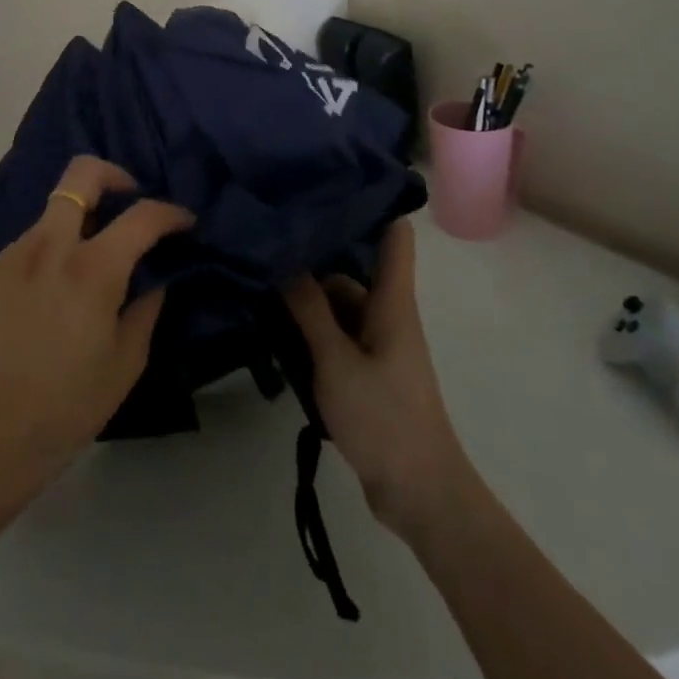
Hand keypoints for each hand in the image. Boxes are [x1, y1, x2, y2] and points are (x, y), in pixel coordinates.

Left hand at [0, 157, 193, 530]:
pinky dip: (57, 244)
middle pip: (82, 173)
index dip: (171, 212)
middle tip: (132, 204)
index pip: (141, 215)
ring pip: (56, 207)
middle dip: (115, 176)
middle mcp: (50, 245)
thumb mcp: (124, 364)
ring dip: (84, 216)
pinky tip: (61, 287)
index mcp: (90, 270)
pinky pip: (35, 238)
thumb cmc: (64, 410)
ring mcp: (15, 253)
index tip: (184, 222)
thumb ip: (146, 308)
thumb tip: (155, 276)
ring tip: (97, 258)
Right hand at [285, 218, 465, 540]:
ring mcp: (376, 344)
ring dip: (304, 298)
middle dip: (312, 256)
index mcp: (392, 301)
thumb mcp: (336, 361)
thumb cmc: (385, 418)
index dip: (369, 203)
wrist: (421, 496)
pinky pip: (333, 336)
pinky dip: (308, 330)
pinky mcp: (364, 372)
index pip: (393, 235)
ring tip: (258, 280)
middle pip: (350, 269)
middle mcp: (386, 314)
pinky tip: (272, 328)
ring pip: (337, 305)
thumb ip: (308, 309)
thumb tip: (283, 258)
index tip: (327, 182)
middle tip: (266, 236)